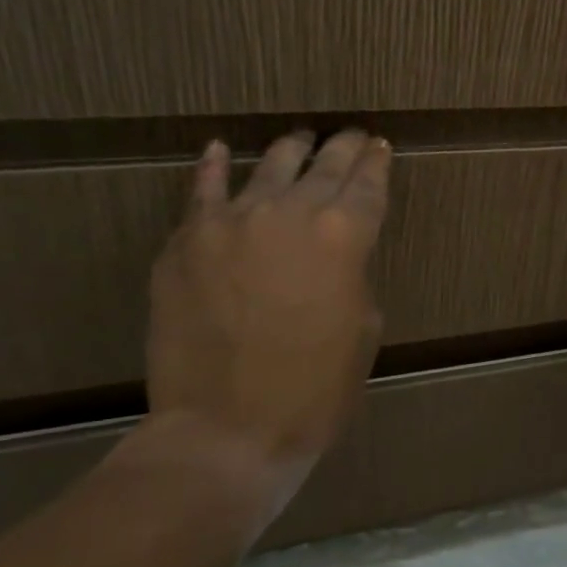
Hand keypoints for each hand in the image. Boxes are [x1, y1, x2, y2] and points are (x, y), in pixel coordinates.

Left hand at [146, 129, 390, 488]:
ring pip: (268, 166)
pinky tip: (219, 149)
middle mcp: (291, 212)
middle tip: (351, 136)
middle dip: (342, 147)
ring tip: (300, 140)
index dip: (377, 162)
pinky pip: (202, 191)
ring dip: (291, 150)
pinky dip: (212, 167)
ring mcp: (231, 221)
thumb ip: (352, 273)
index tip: (380, 146)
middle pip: (323, 165)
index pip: (368, 183)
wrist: (227, 429)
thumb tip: (336, 252)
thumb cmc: (315, 389)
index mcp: (345, 235)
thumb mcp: (363, 326)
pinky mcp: (186, 241)